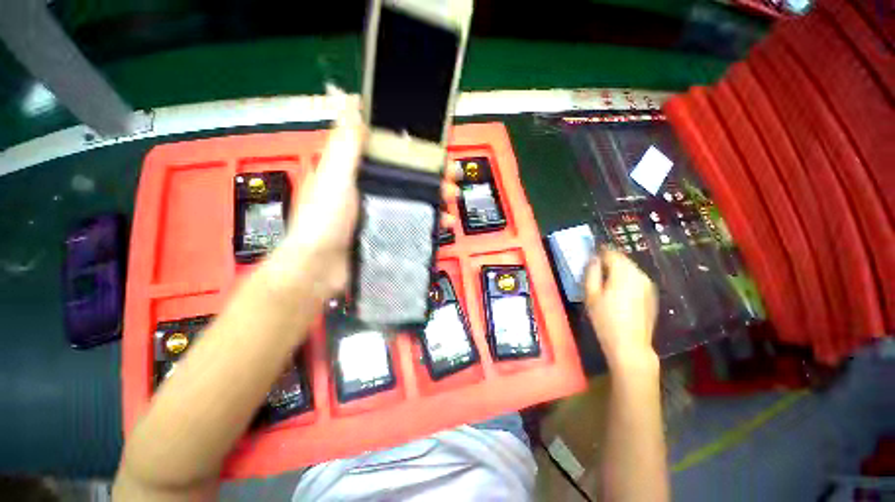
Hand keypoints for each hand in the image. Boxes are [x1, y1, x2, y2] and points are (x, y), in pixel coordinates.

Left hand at [268, 93, 458, 301]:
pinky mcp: (387, 233)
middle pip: (407, 178)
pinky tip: (442, 223)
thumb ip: (345, 146)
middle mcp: (369, 191)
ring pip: (414, 200)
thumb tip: (352, 104)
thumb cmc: (322, 222)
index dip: (414, 150)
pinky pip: (413, 222)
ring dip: (435, 199)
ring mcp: (379, 213)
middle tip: (451, 179)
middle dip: (433, 177)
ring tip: (451, 201)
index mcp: (355, 173)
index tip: (434, 152)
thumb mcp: (333, 179)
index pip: (390, 154)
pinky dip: (430, 221)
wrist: (320, 269)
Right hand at [584, 247, 658, 369]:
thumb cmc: (605, 319)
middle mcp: (639, 275)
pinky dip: (626, 279)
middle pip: (623, 260)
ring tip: (605, 279)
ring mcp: (648, 285)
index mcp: (623, 273)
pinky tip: (618, 291)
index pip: (611, 253)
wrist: (630, 345)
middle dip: (609, 260)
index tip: (591, 253)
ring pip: (630, 269)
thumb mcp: (591, 295)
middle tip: (595, 267)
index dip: (600, 251)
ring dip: (618, 269)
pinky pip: (637, 279)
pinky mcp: (652, 295)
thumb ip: (591, 273)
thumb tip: (593, 259)